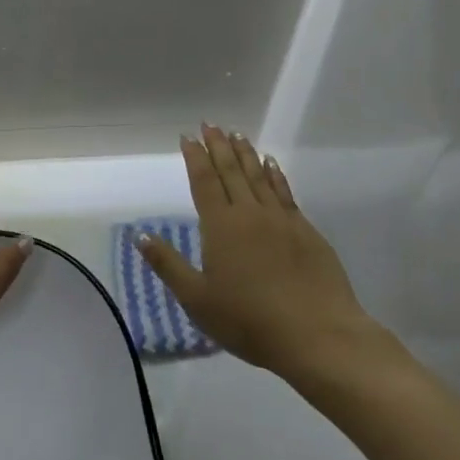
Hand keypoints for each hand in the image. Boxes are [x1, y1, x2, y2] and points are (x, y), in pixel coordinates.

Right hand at [136, 125, 391, 380]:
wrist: (318, 335)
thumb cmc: (249, 321)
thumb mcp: (197, 300)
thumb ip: (169, 265)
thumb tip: (141, 235)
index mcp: (220, 226)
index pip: (204, 182)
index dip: (195, 158)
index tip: (187, 136)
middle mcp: (249, 213)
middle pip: (231, 171)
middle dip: (218, 146)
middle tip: (210, 124)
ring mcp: (281, 219)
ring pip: (259, 176)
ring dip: (246, 153)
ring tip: (237, 135)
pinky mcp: (306, 231)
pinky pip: (284, 191)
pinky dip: (275, 174)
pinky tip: (272, 164)